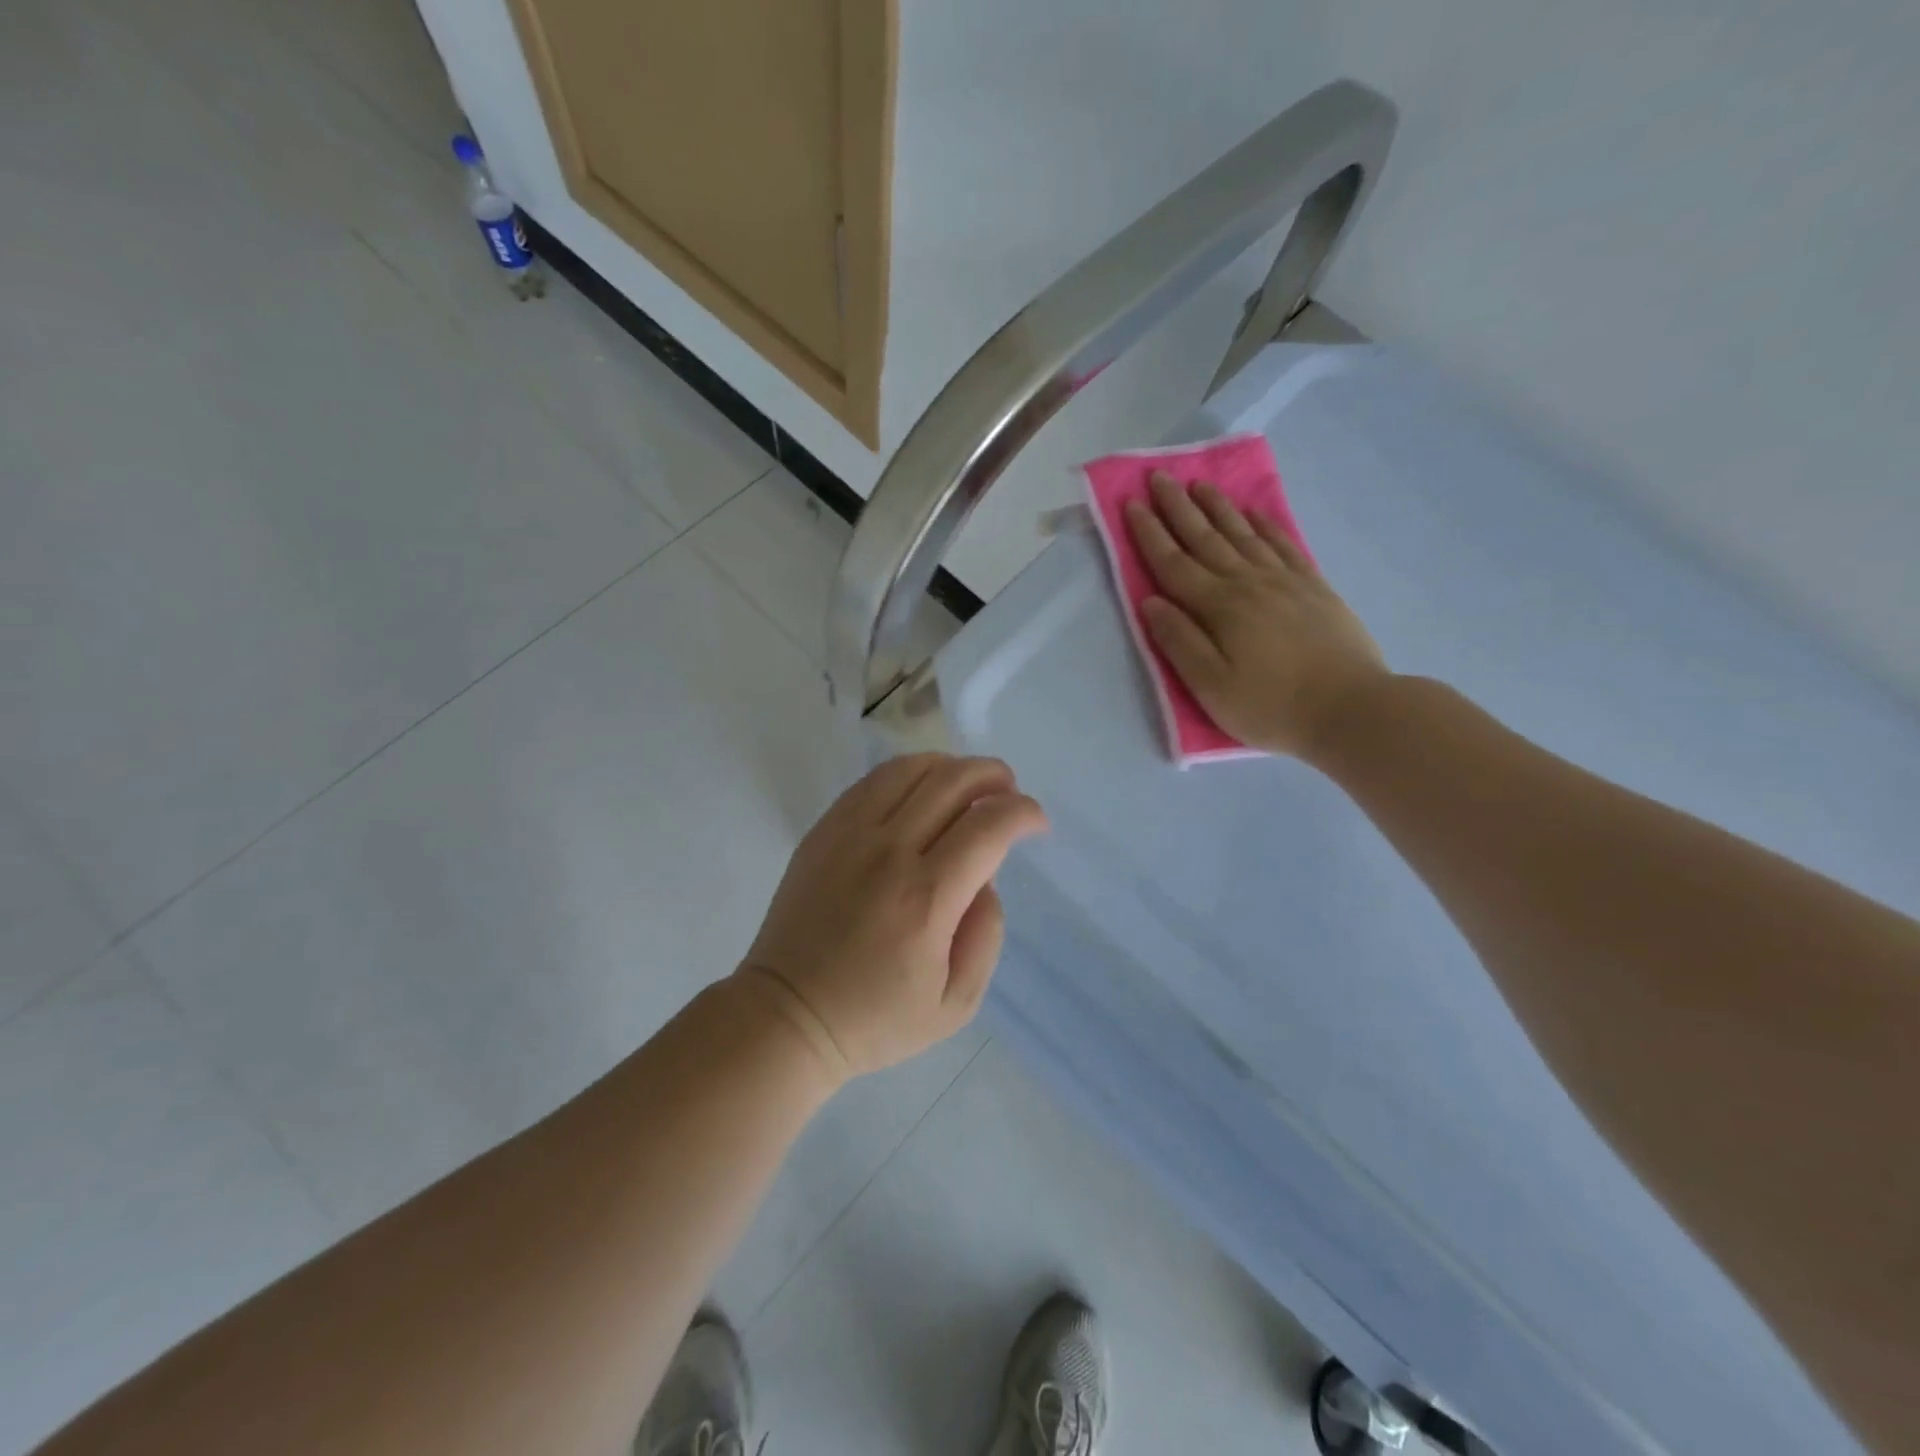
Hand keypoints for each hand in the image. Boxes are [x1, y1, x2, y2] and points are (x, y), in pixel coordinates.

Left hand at [740, 754, 1048, 1078]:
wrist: (787, 1015)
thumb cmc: (875, 1018)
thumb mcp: (956, 1004)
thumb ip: (986, 935)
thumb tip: (986, 879)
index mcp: (926, 898)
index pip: (988, 826)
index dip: (1023, 813)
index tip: (1036, 823)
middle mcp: (888, 852)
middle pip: (952, 782)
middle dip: (994, 777)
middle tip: (1009, 793)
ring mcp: (849, 835)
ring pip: (911, 770)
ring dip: (952, 767)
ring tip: (969, 786)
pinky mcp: (823, 831)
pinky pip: (873, 782)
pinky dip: (909, 774)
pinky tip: (921, 791)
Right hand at [1125, 472, 1388, 762]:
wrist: (1352, 709)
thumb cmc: (1272, 706)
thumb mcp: (1212, 686)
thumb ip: (1179, 642)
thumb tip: (1151, 602)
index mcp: (1219, 607)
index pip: (1174, 563)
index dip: (1151, 534)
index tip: (1133, 503)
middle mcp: (1249, 583)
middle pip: (1206, 539)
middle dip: (1179, 508)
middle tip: (1160, 477)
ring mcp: (1285, 582)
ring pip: (1244, 534)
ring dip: (1218, 508)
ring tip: (1200, 484)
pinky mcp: (1314, 588)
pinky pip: (1284, 545)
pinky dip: (1266, 525)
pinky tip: (1255, 513)